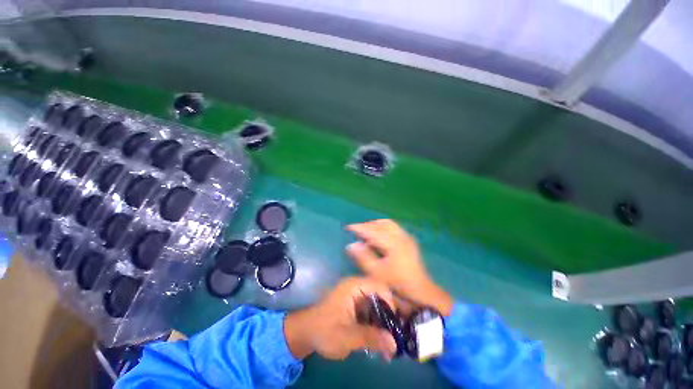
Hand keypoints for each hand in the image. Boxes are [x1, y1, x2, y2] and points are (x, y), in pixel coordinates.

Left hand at [284, 277, 397, 359]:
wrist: (305, 334)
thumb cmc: (324, 331)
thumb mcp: (347, 336)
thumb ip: (371, 338)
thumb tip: (395, 344)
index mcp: (354, 286)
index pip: (379, 286)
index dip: (391, 302)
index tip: (397, 322)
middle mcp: (357, 287)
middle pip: (380, 295)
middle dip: (390, 314)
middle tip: (399, 333)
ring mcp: (356, 296)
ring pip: (377, 304)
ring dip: (384, 321)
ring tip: (392, 340)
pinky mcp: (355, 306)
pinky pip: (371, 311)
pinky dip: (377, 323)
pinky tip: (382, 339)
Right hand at [347, 219, 453, 315]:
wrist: (420, 291)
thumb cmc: (397, 283)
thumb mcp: (376, 272)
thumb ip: (363, 257)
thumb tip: (351, 245)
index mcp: (393, 243)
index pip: (373, 231)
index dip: (360, 228)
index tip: (349, 227)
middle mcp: (401, 236)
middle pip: (382, 224)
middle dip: (369, 225)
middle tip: (357, 230)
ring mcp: (407, 237)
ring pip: (389, 224)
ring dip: (376, 226)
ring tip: (366, 232)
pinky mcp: (409, 241)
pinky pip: (394, 229)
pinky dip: (384, 229)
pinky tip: (378, 238)